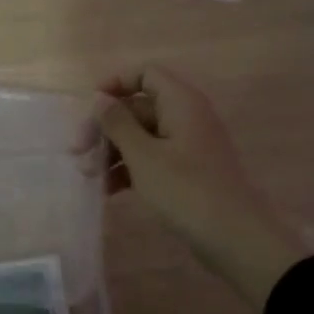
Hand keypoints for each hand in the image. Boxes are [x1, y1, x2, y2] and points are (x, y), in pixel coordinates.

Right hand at [94, 64, 301, 305]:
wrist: (234, 238)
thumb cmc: (185, 190)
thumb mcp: (143, 156)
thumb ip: (117, 123)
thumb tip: (99, 98)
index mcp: (181, 103)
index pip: (145, 74)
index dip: (115, 84)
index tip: (90, 109)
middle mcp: (186, 117)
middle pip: (137, 108)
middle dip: (106, 129)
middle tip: (78, 153)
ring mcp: (187, 146)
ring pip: (141, 136)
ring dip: (113, 152)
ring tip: (90, 177)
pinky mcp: (186, 172)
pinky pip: (152, 159)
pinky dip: (129, 169)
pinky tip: (108, 190)